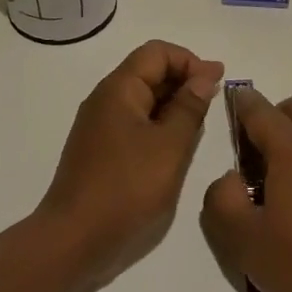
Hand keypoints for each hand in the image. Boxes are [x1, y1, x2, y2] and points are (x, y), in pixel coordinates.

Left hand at [37, 40, 223, 287]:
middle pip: (148, 71)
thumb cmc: (126, 188)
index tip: (217, 81)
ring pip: (142, 99)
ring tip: (202, 121)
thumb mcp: (169, 147)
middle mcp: (105, 99)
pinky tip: (178, 143)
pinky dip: (159, 123)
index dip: (189, 60)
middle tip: (216, 100)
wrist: (74, 239)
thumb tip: (204, 77)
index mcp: (118, 89)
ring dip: (173, 103)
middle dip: (183, 79)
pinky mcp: (101, 150)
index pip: (157, 52)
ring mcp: (100, 126)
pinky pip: (134, 122)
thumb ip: (189, 108)